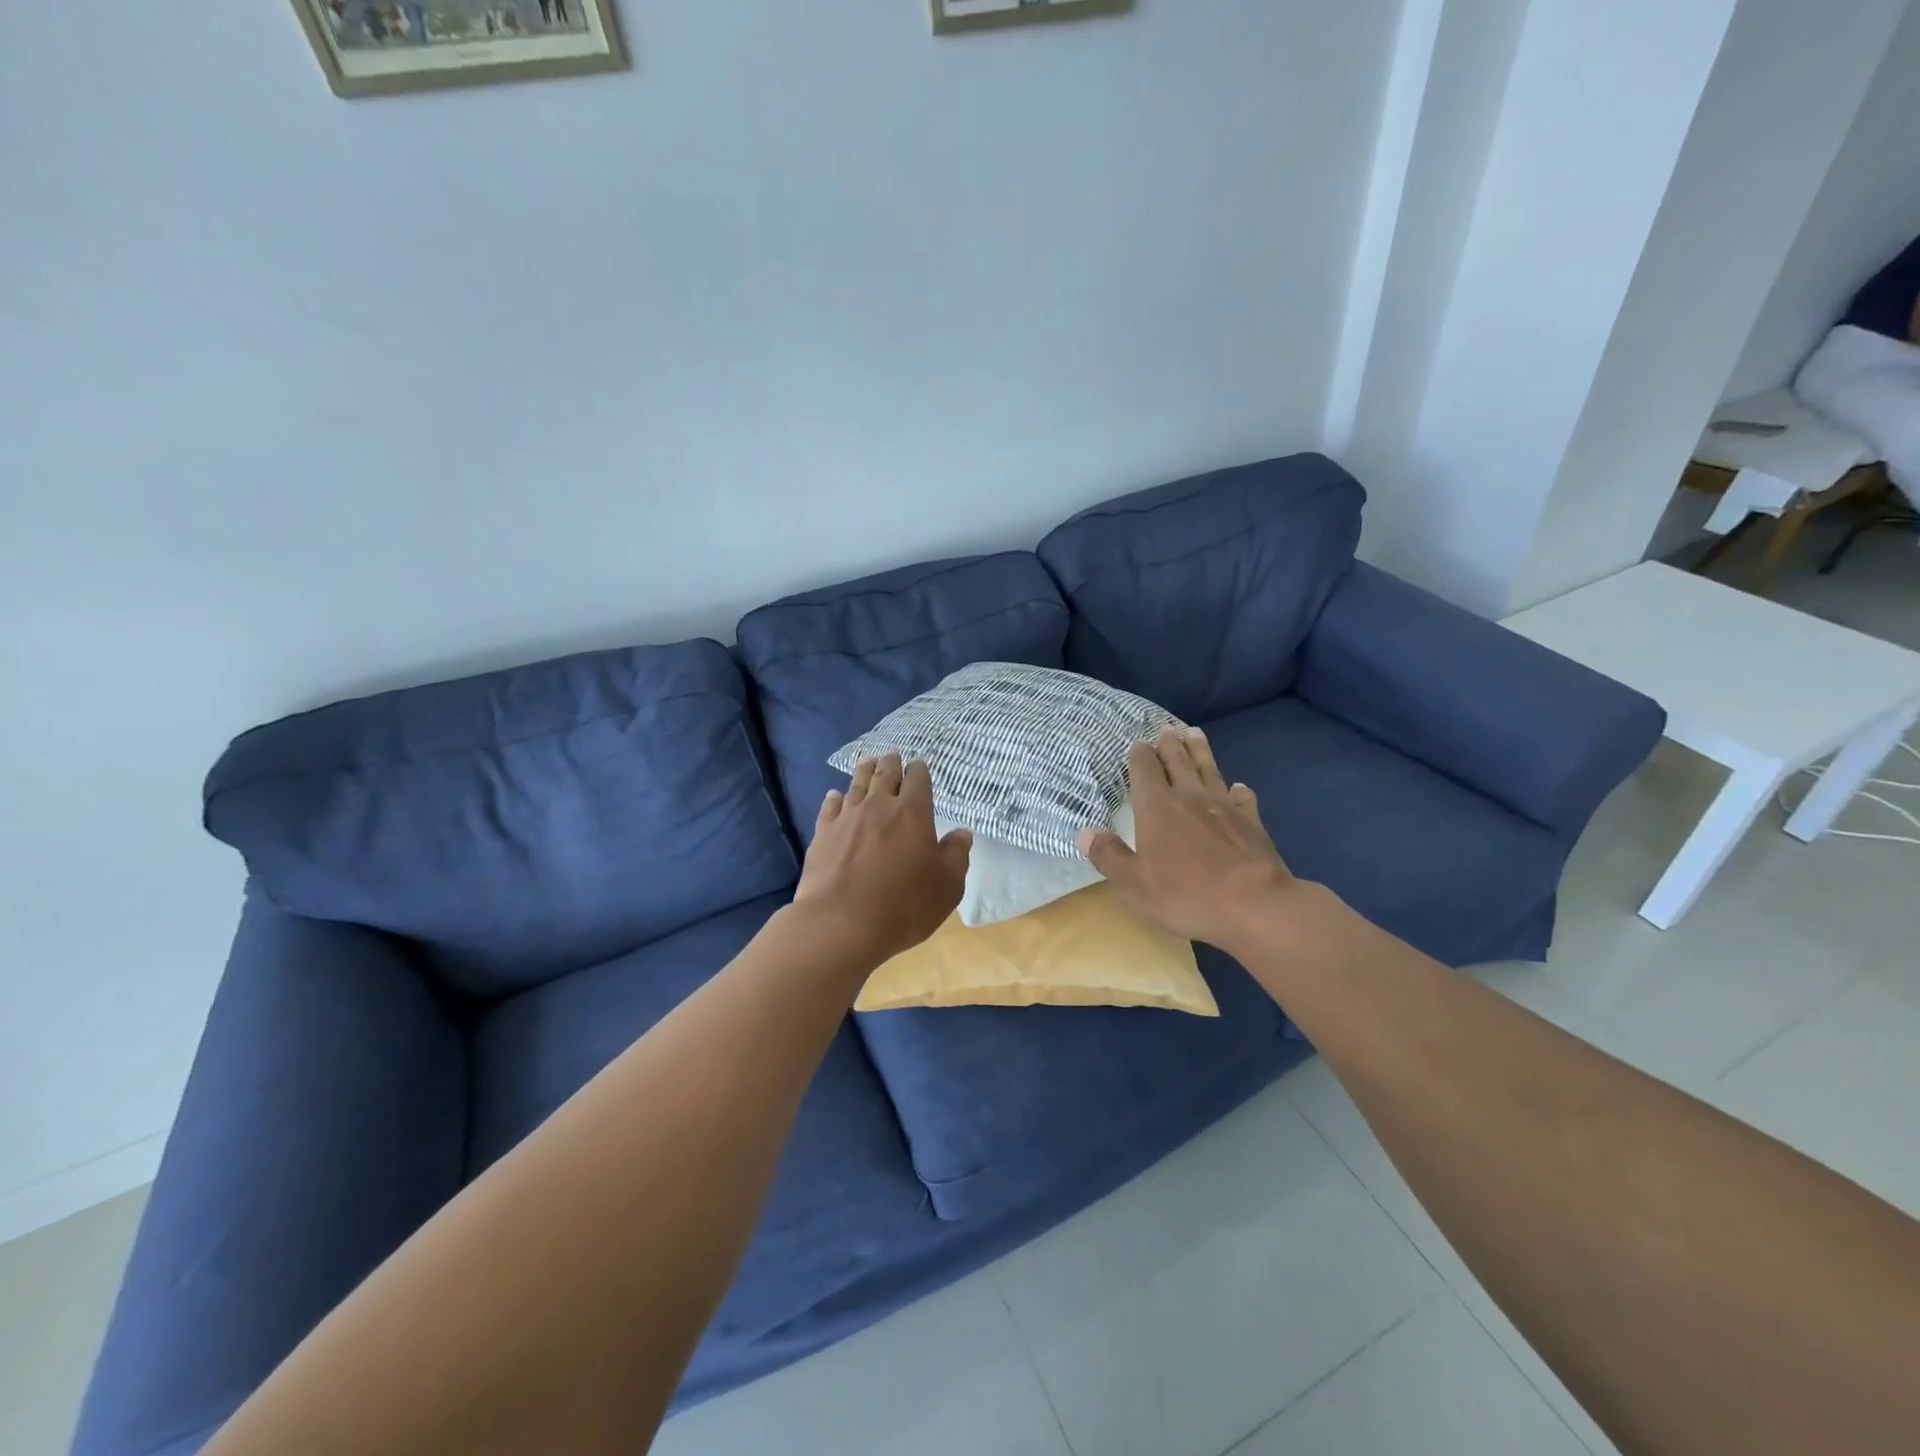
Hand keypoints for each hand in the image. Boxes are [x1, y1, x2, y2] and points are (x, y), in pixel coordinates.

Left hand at [793, 753, 971, 964]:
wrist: (841, 924)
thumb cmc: (904, 906)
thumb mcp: (947, 886)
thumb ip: (956, 855)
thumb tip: (962, 833)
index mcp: (913, 813)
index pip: (918, 780)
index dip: (919, 770)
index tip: (919, 766)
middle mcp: (879, 806)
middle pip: (885, 774)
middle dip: (892, 763)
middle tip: (893, 756)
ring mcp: (847, 818)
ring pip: (857, 785)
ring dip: (864, 771)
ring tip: (868, 762)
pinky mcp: (822, 834)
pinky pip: (830, 807)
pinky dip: (835, 798)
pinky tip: (835, 796)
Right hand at [1078, 727, 1296, 953]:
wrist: (1253, 904)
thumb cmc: (1185, 893)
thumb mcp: (1133, 883)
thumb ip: (1108, 855)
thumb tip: (1085, 833)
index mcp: (1156, 807)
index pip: (1145, 770)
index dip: (1140, 755)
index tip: (1138, 744)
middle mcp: (1189, 797)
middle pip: (1178, 761)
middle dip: (1170, 744)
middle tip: (1167, 728)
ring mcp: (1224, 807)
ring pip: (1209, 770)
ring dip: (1200, 751)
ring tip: (1195, 734)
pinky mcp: (1252, 822)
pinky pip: (1242, 798)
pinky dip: (1237, 790)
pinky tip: (1238, 787)